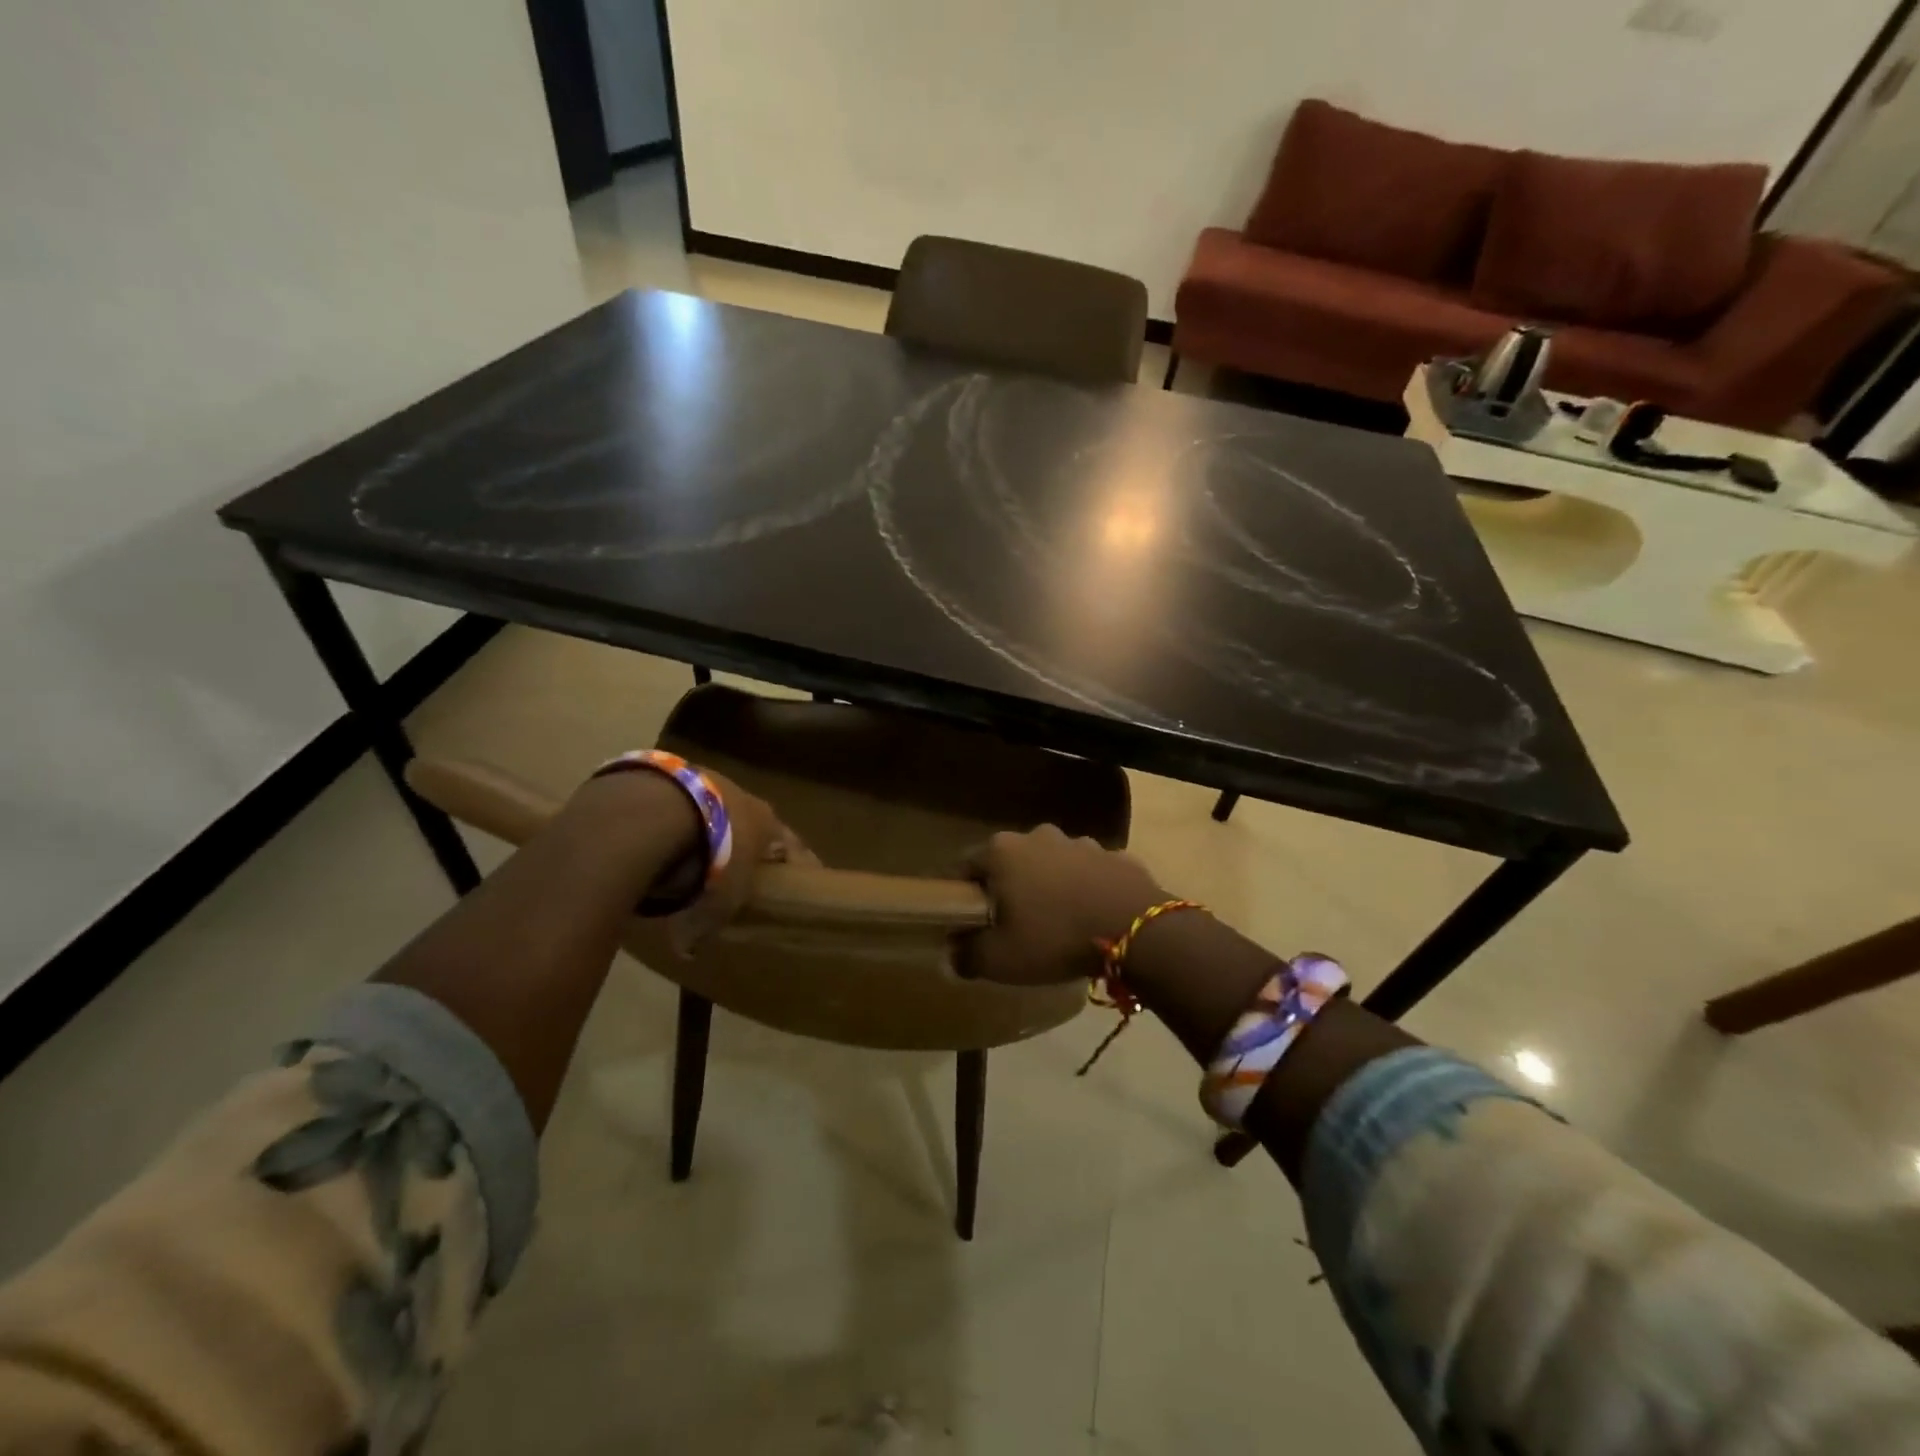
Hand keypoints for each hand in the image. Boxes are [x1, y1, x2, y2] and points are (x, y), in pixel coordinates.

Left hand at [666, 769, 812, 953]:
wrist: (661, 813)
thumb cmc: (710, 862)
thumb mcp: (716, 904)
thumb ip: (707, 925)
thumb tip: (689, 949)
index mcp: (769, 826)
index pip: (794, 846)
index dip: (799, 862)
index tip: (806, 873)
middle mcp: (745, 799)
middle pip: (752, 823)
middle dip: (747, 842)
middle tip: (740, 863)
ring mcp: (707, 781)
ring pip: (715, 809)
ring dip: (707, 827)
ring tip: (691, 849)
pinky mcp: (672, 775)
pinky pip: (679, 803)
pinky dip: (673, 819)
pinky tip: (658, 836)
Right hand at [958, 825, 1165, 984]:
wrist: (1137, 931)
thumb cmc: (1054, 938)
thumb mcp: (1000, 959)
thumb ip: (967, 955)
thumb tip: (954, 952)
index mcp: (1002, 851)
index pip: (965, 866)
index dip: (962, 894)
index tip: (968, 921)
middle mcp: (1038, 835)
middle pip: (1010, 862)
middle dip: (1008, 888)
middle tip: (1012, 925)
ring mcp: (1080, 842)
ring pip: (1051, 864)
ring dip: (1048, 886)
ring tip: (1057, 923)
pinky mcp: (1115, 856)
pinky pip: (1088, 873)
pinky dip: (1084, 889)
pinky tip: (1091, 918)